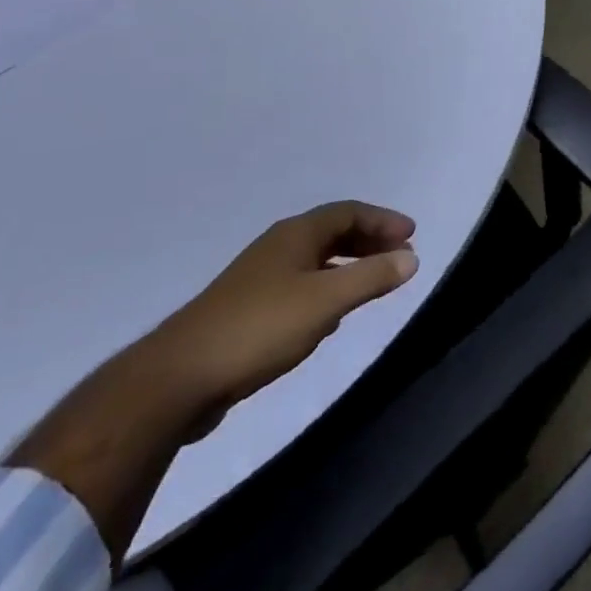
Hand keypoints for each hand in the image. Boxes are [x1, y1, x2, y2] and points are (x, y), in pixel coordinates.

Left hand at [143, 202, 419, 429]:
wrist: (179, 377)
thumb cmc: (260, 328)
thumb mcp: (325, 302)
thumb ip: (371, 278)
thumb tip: (412, 256)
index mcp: (295, 234)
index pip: (348, 212)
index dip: (382, 220)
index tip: (412, 235)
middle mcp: (278, 247)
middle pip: (332, 232)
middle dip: (369, 241)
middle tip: (400, 256)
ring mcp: (259, 278)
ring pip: (316, 260)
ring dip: (349, 265)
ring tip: (374, 282)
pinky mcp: (248, 310)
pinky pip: (301, 285)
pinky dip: (327, 288)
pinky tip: (332, 315)